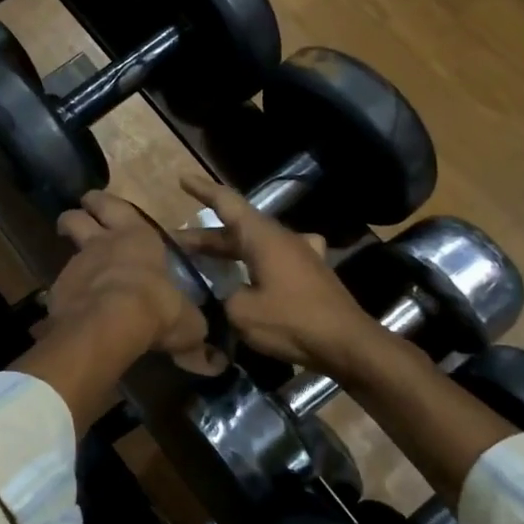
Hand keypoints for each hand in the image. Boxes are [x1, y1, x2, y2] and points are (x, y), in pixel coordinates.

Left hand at [49, 191, 207, 358]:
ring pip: (67, 251)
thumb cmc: (156, 307)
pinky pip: (61, 288)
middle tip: (73, 222)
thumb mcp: (187, 321)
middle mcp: (102, 243)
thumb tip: (204, 348)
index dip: (102, 204)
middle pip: (77, 217)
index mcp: (137, 237)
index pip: (115, 206)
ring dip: (72, 258)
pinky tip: (74, 310)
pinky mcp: (58, 291)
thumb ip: (190, 325)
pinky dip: (66, 296)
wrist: (110, 324)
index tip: (95, 204)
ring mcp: (77, 265)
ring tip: (78, 273)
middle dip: (75, 216)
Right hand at [178, 174, 379, 376]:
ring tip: (204, 259)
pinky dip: (255, 262)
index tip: (183, 179)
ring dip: (229, 249)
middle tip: (176, 243)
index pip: (228, 203)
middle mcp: (282, 238)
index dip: (203, 190)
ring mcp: (300, 254)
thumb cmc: (292, 321)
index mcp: (263, 237)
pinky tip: (253, 273)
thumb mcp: (241, 312)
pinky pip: (274, 258)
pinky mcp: (310, 273)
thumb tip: (222, 295)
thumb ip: (222, 296)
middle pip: (237, 228)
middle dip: (205, 236)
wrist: (347, 343)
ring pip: (255, 244)